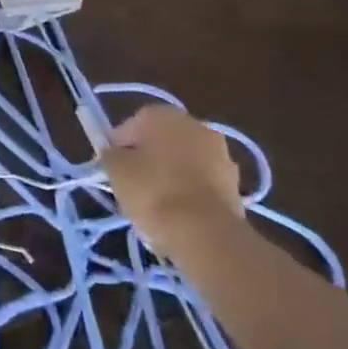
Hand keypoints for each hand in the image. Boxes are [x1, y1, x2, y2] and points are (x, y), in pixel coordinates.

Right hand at [101, 104, 245, 258]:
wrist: (205, 233)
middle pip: (163, 140)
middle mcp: (197, 126)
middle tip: (132, 182)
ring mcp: (222, 155)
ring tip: (154, 203)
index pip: (134, 123)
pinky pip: (202, 182)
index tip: (111, 166)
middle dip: (148, 158)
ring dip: (170, 175)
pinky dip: (190, 192)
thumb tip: (115, 153)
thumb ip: (111, 154)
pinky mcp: (236, 185)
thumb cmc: (152, 190)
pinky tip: (177, 214)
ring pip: (185, 161)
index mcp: (166, 115)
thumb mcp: (114, 168)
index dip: (120, 144)